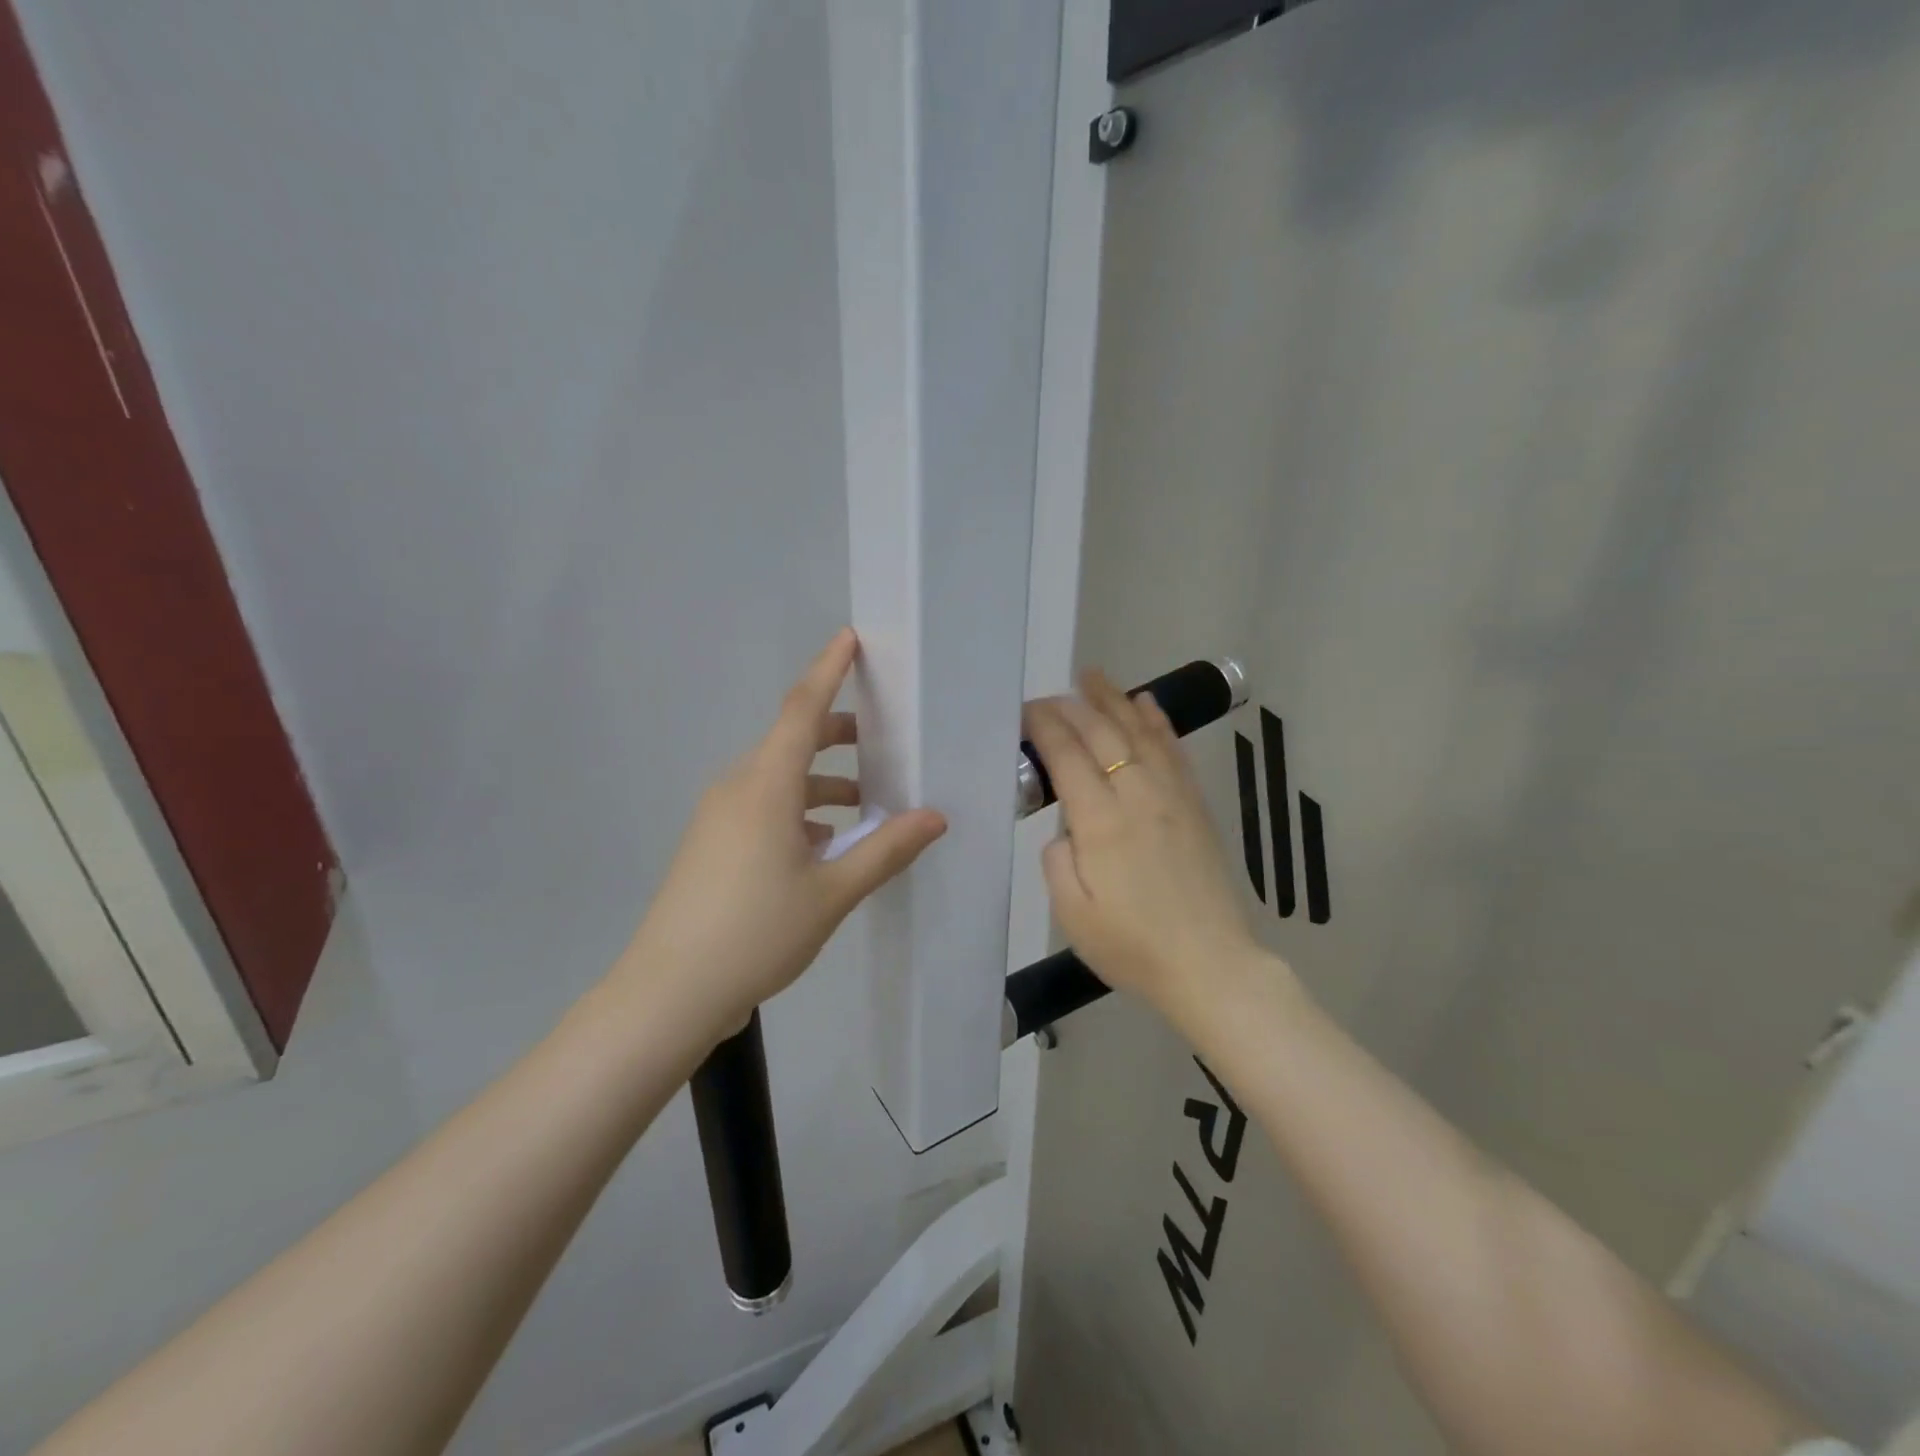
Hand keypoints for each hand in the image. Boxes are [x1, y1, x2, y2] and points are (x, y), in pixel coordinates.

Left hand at [617, 629, 945, 1039]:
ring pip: (778, 778)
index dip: (828, 670)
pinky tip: (826, 845)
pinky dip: (799, 810)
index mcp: (766, 785)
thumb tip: (934, 817)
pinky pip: (763, 806)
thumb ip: (886, 849)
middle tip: (883, 740)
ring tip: (867, 805)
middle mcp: (738, 787)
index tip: (850, 639)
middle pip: (792, 740)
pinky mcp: (712, 844)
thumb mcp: (832, 892)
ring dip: (822, 781)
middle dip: (838, 733)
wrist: (669, 991)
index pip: (802, 708)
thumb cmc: (757, 931)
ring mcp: (719, 817)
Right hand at [1024, 670, 1272, 1017]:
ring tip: (1093, 677)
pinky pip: (1174, 751)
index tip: (1026, 712)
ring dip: (1114, 700)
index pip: (1067, 756)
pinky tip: (1146, 704)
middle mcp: (1137, 797)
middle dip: (1072, 707)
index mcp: (1101, 824)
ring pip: (1140, 732)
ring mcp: (1172, 797)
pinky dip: (1158, 722)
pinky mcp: (1195, 806)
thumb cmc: (1133, 948)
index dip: (1045, 727)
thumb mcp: (1072, 915)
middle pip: (1102, 734)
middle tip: (1049, 694)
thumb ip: (1056, 860)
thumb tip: (1064, 827)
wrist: (1211, 967)